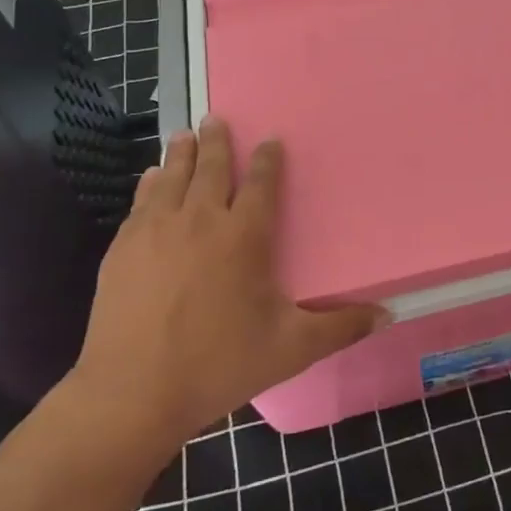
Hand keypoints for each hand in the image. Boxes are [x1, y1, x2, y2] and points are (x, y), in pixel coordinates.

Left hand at [68, 120, 383, 444]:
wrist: (133, 392)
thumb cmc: (219, 364)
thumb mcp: (291, 349)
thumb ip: (340, 327)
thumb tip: (387, 314)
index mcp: (244, 237)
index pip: (261, 185)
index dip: (269, 161)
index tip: (271, 141)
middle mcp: (201, 221)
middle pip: (213, 169)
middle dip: (218, 142)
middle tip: (216, 118)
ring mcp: (156, 231)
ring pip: (173, 178)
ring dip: (182, 154)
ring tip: (186, 135)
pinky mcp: (123, 249)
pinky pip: (142, 201)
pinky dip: (150, 183)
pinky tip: (151, 178)